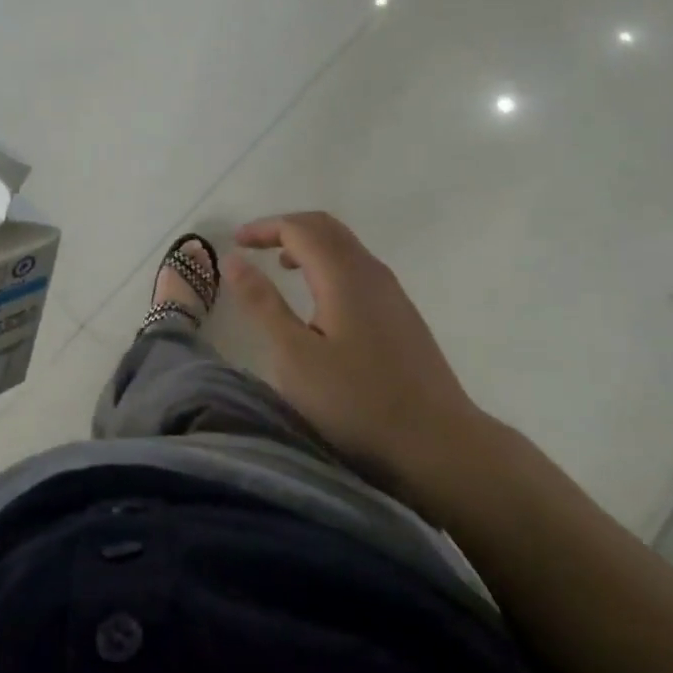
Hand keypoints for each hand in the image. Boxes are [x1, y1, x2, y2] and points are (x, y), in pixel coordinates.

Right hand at [227, 211, 488, 501]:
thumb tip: (234, 259)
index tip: (235, 242)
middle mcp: (371, 272)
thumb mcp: (294, 355)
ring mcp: (392, 293)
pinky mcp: (402, 315)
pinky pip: (358, 268)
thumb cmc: (356, 402)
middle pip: (326, 228)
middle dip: (286, 228)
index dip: (264, 228)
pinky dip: (328, 265)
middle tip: (254, 246)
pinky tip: (318, 300)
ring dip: (309, 246)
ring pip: (346, 247)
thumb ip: (263, 303)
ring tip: (280, 268)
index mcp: (344, 275)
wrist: (439, 445)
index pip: (299, 228)